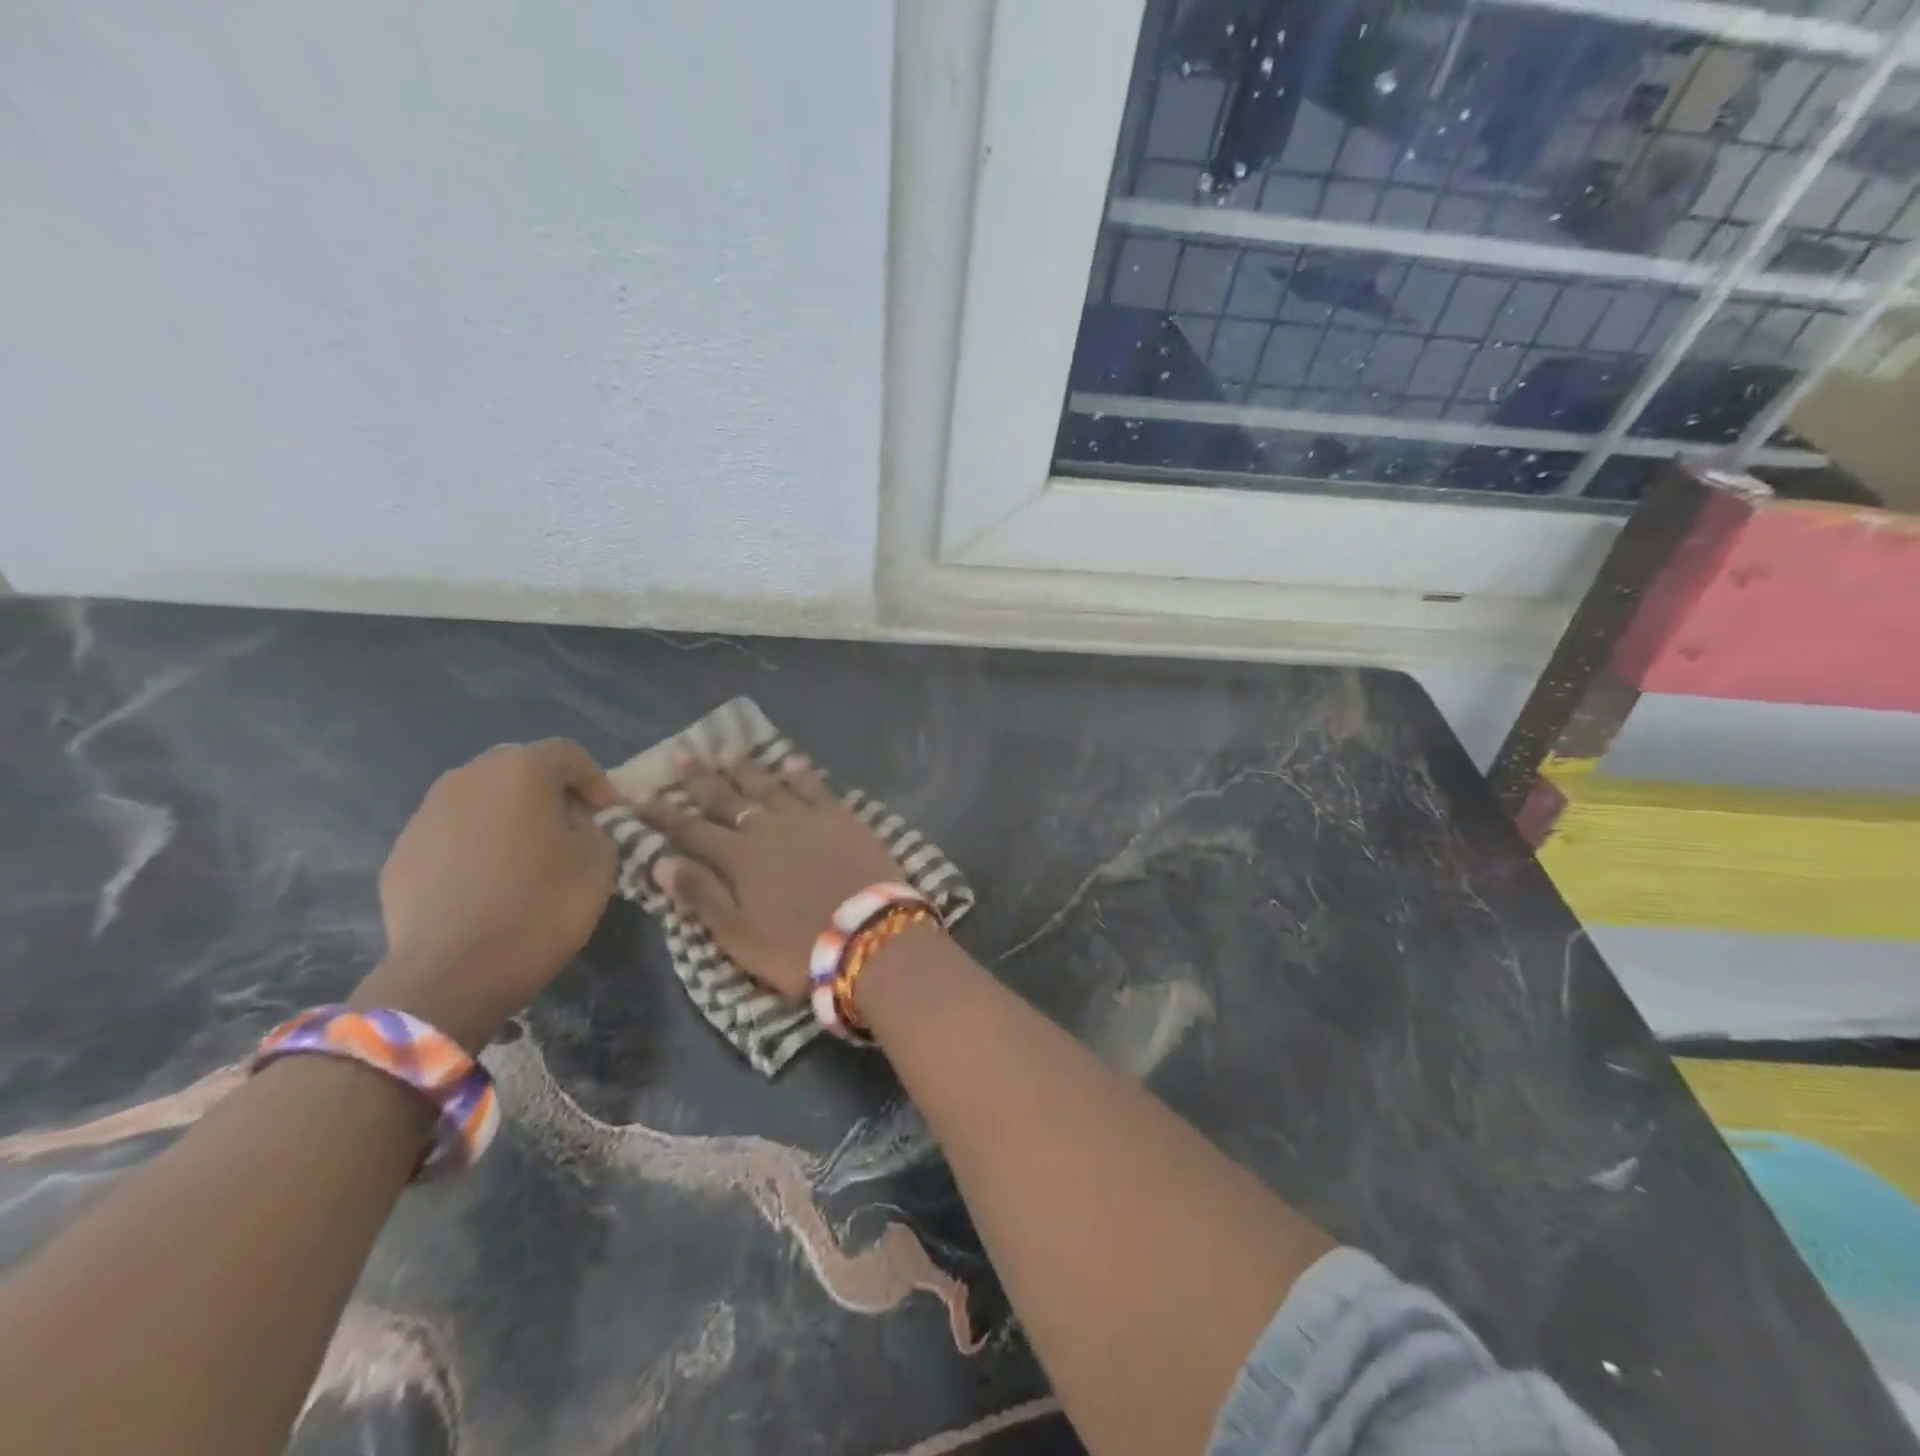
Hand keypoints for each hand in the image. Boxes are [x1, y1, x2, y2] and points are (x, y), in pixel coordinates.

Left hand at [353, 739, 618, 1051]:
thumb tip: (574, 824)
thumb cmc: (540, 906)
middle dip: (549, 792)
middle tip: (571, 829)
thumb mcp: (599, 861)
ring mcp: (426, 815)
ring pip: (481, 800)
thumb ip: (595, 827)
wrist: (451, 973)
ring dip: (509, 817)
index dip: (596, 780)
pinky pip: (452, 835)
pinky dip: (475, 846)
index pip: (568, 754)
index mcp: (520, 771)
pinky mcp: (400, 854)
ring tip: (527, 857)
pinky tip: (488, 885)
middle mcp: (467, 778)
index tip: (609, 815)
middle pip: (519, 768)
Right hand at [638, 755, 900, 1000]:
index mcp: (740, 858)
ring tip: (727, 749)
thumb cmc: (798, 946)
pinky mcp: (842, 818)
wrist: (870, 936)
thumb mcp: (739, 935)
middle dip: (701, 778)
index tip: (638, 793)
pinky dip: (800, 773)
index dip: (663, 813)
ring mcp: (808, 819)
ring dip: (746, 768)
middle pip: (728, 798)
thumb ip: (702, 896)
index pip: (691, 830)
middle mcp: (769, 829)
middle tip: (683, 752)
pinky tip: (790, 760)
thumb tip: (661, 861)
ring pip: (769, 786)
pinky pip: (816, 788)